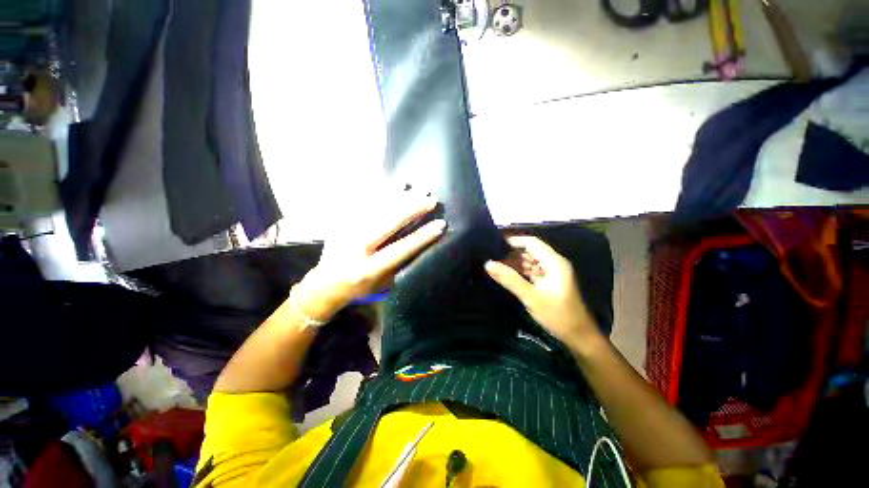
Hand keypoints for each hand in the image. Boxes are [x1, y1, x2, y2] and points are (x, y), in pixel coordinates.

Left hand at [294, 193, 445, 321]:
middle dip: (412, 209)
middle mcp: (356, 248)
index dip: (422, 236)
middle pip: (388, 222)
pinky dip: (381, 194)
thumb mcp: (382, 283)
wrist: (325, 284)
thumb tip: (417, 238)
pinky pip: (364, 204)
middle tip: (431, 199)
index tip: (440, 224)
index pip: (401, 248)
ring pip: (376, 209)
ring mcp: (346, 231)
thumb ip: (398, 263)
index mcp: (369, 269)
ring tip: (417, 190)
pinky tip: (395, 188)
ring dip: (399, 198)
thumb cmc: (359, 288)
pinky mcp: (340, 222)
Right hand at [484, 236, 598, 348]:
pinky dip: (520, 272)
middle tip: (491, 256)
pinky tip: (507, 275)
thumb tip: (488, 264)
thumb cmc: (557, 315)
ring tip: (495, 265)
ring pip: (530, 262)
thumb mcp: (531, 297)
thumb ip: (510, 279)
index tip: (494, 243)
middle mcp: (554, 264)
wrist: (579, 337)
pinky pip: (532, 271)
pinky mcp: (549, 282)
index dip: (514, 241)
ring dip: (514, 263)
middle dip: (511, 253)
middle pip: (530, 251)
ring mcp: (552, 273)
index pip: (531, 243)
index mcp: (554, 262)